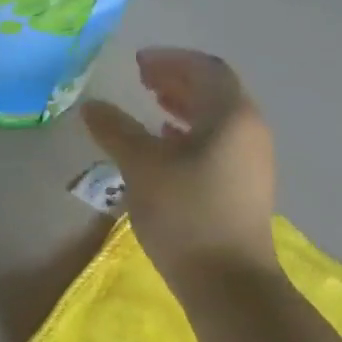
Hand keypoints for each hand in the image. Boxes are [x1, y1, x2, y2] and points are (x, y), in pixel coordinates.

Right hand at [81, 48, 276, 279]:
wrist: (227, 281)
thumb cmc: (186, 214)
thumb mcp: (141, 167)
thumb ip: (116, 131)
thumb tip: (92, 106)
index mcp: (231, 116)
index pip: (206, 69)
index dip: (171, 60)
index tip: (138, 62)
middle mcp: (248, 130)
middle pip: (214, 91)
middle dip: (177, 79)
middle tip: (142, 79)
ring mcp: (250, 160)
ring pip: (215, 118)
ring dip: (184, 105)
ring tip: (151, 106)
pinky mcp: (242, 185)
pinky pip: (216, 142)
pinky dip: (189, 132)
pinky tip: (166, 144)